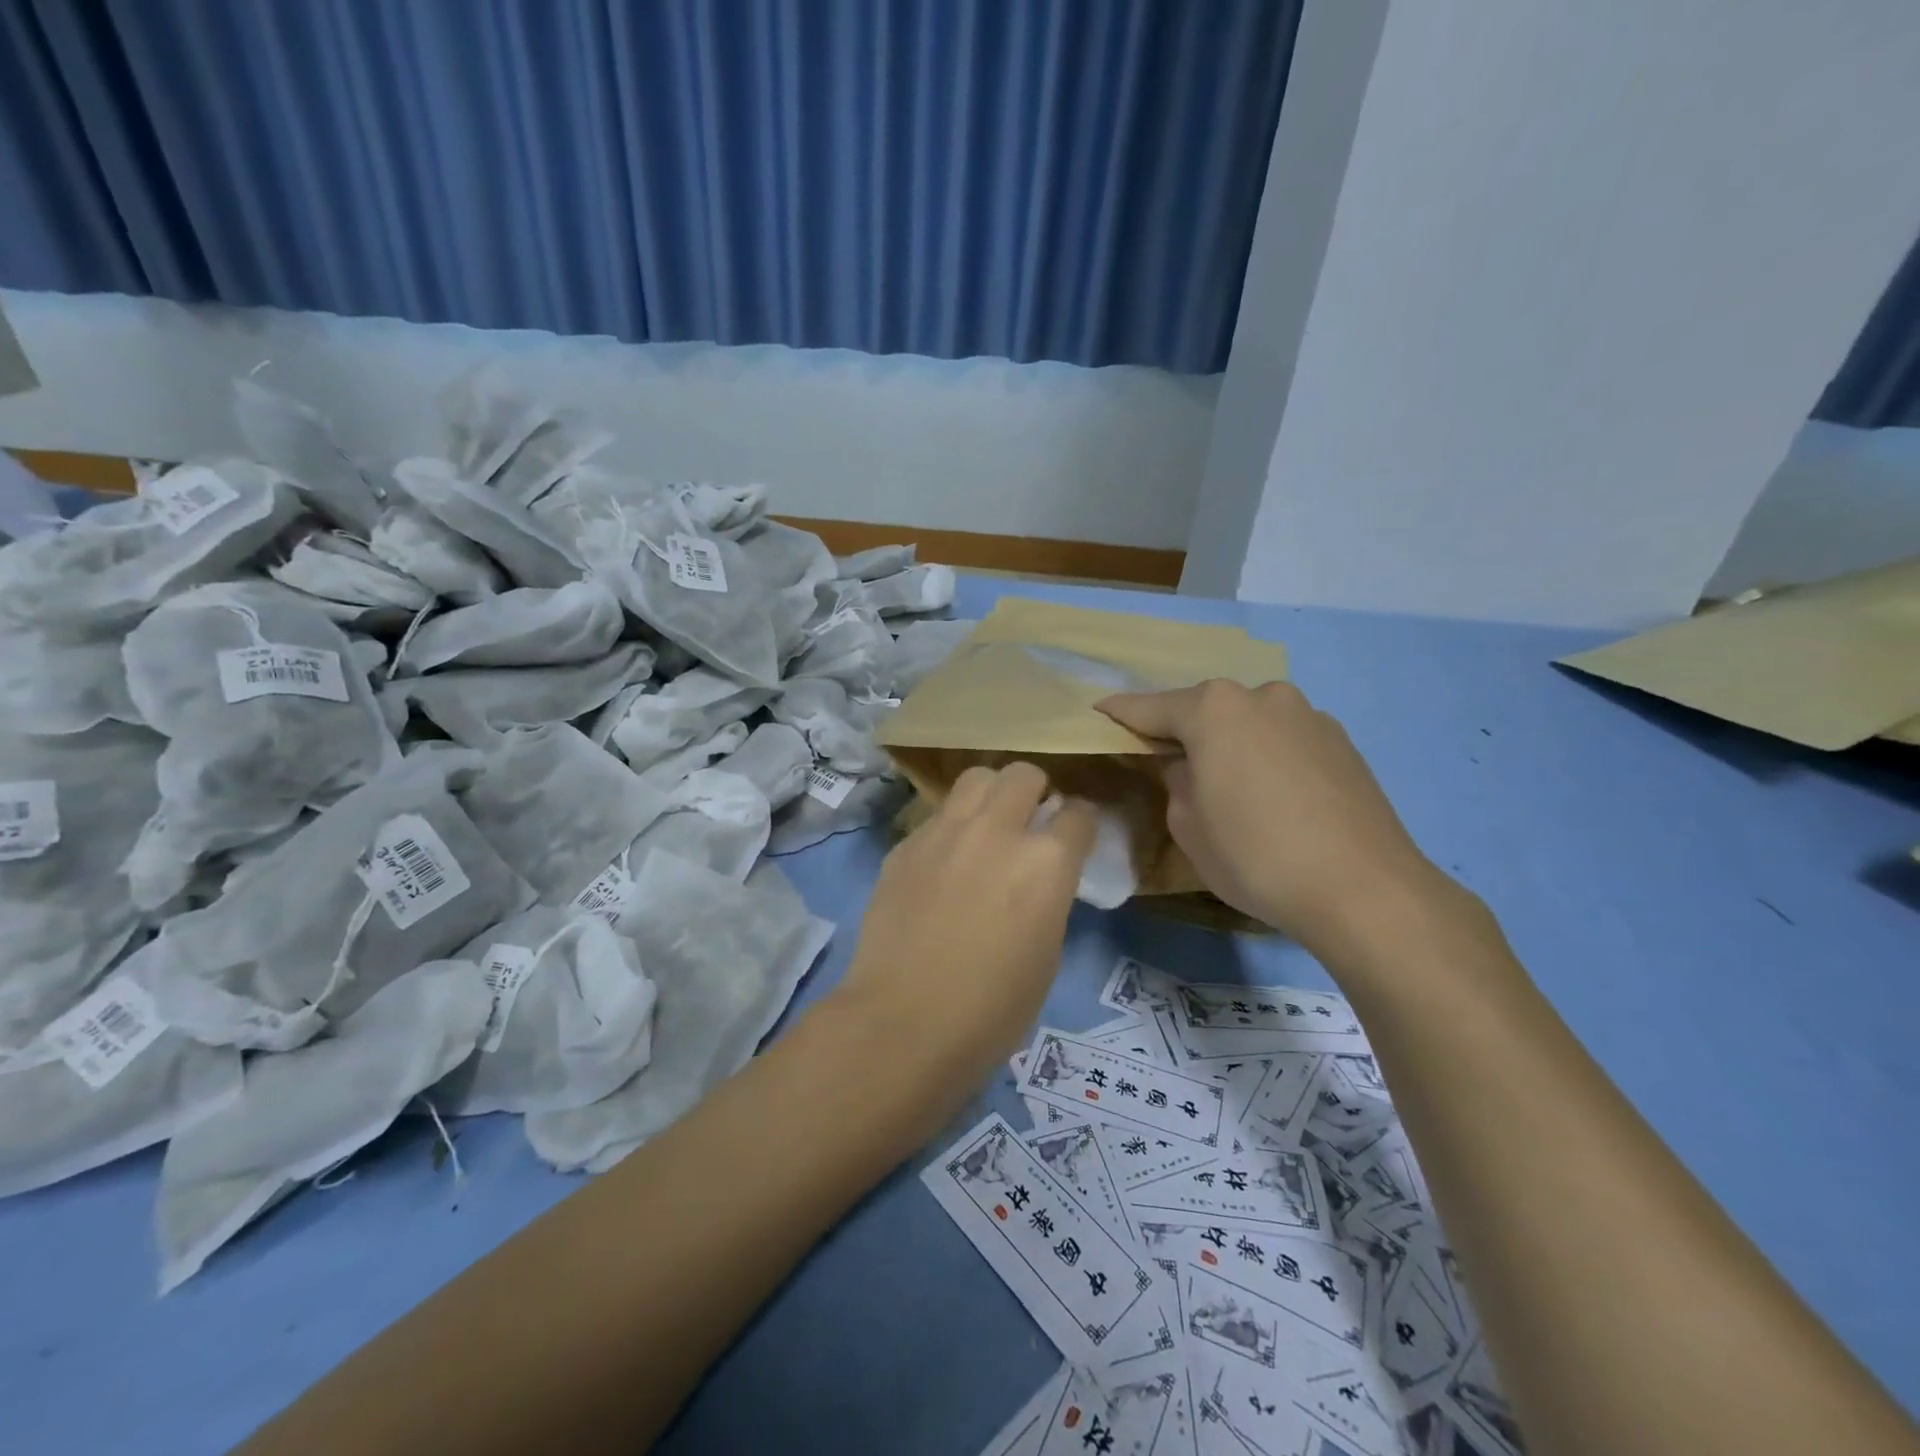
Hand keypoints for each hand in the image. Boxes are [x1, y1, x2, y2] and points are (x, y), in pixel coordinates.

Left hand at [831, 762, 1096, 1101]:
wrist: (904, 1022)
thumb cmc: (992, 1008)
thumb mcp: (1047, 953)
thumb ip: (1049, 897)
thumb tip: (1039, 878)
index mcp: (1046, 862)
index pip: (1078, 814)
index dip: (1080, 823)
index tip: (1074, 835)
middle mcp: (997, 831)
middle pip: (1024, 774)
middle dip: (1035, 791)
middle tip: (1029, 821)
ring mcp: (945, 832)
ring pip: (976, 778)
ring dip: (991, 794)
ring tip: (986, 825)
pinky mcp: (906, 845)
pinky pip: (937, 816)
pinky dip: (951, 827)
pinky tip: (943, 862)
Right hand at [1099, 680, 1449, 955]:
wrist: (1364, 889)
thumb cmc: (1255, 856)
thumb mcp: (1188, 824)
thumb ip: (1175, 781)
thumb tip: (1186, 766)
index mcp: (1214, 709)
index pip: (1150, 707)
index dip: (1120, 714)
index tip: (1098, 713)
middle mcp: (1261, 696)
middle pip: (1205, 708)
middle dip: (1181, 728)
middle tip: (1163, 757)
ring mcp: (1307, 715)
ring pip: (1248, 720)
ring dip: (1229, 740)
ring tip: (1224, 779)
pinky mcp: (1341, 741)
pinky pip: (1283, 738)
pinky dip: (1265, 753)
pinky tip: (1270, 791)